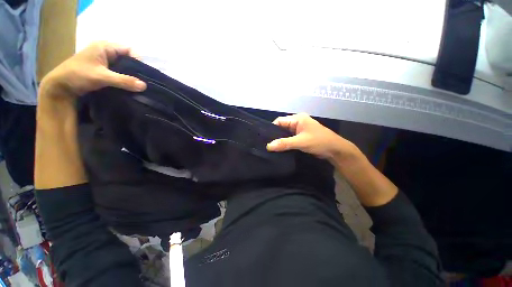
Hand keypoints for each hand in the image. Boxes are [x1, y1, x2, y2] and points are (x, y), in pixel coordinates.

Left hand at [40, 41, 146, 98]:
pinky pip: (119, 73)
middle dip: (136, 70)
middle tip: (142, 82)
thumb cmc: (77, 75)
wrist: (60, 87)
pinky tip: (129, 87)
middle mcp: (106, 52)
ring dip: (130, 76)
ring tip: (137, 86)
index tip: (142, 74)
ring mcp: (105, 61)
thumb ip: (123, 80)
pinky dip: (125, 79)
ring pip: (124, 67)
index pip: (129, 49)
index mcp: (105, 46)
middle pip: (128, 58)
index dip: (138, 60)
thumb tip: (144, 86)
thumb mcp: (101, 77)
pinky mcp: (104, 70)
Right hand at [267, 113, 358, 160]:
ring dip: (280, 140)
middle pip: (282, 127)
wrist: (335, 150)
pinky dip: (285, 143)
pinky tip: (279, 149)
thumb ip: (284, 143)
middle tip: (266, 144)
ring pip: (285, 134)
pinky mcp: (301, 138)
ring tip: (270, 148)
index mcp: (298, 118)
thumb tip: (268, 146)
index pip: (280, 121)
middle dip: (275, 135)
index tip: (264, 138)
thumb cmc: (319, 142)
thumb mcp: (301, 142)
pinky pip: (289, 139)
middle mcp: (297, 122)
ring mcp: (299, 130)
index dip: (271, 128)